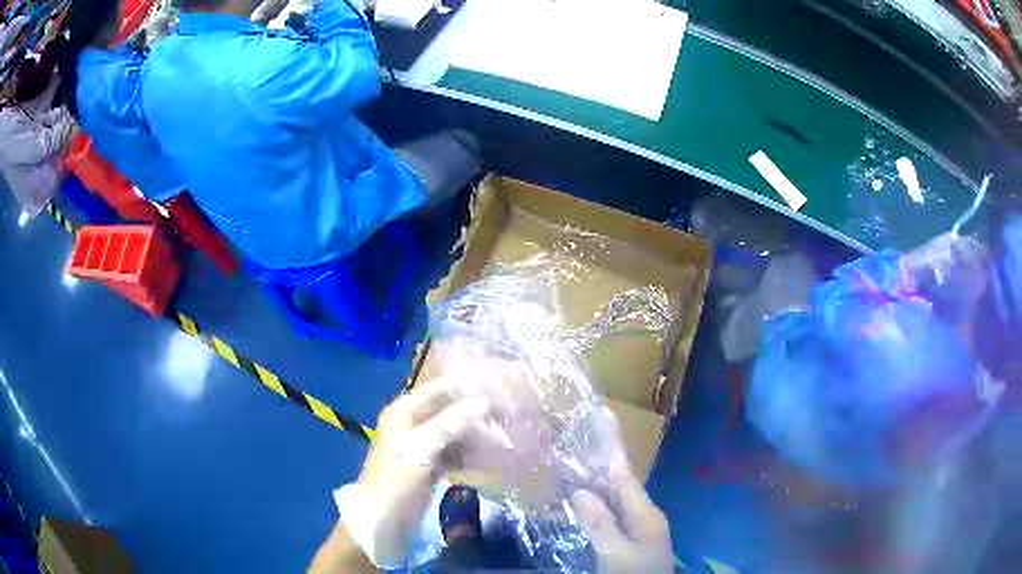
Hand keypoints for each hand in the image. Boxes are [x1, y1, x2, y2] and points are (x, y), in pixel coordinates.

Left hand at [346, 378, 508, 567]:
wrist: (381, 522)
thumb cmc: (396, 481)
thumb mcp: (421, 449)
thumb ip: (451, 423)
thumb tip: (484, 401)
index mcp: (404, 412)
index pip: (441, 389)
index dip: (469, 389)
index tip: (501, 394)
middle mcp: (412, 423)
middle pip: (451, 410)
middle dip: (477, 416)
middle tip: (506, 423)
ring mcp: (421, 445)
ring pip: (455, 432)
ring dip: (477, 437)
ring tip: (503, 444)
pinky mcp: (429, 465)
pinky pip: (455, 453)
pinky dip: (470, 455)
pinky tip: (489, 461)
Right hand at [570, 431, 672, 573]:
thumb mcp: (616, 553)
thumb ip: (600, 522)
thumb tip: (580, 490)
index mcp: (646, 513)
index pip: (625, 474)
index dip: (612, 449)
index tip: (601, 420)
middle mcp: (644, 517)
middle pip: (620, 486)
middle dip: (598, 466)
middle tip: (573, 446)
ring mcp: (637, 531)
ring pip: (614, 502)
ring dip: (595, 487)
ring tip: (570, 469)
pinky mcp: (628, 544)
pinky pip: (610, 518)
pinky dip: (595, 508)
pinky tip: (579, 507)